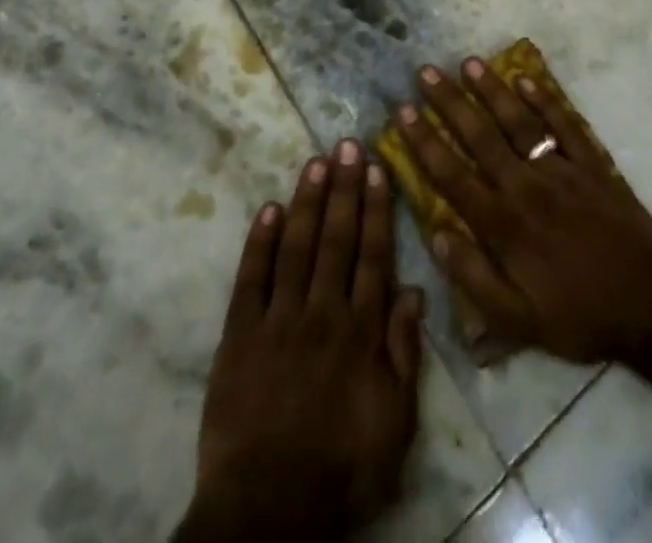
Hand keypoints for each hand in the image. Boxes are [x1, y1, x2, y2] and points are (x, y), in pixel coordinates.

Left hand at [178, 141, 422, 542]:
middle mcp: (322, 313)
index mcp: (360, 332)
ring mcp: (278, 321)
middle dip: (344, 188)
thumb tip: (412, 290)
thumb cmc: (341, 469)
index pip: (372, 255)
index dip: (376, 209)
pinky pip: (250, 280)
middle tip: (348, 145)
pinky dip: (259, 243)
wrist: (266, 514)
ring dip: (307, 201)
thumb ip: (404, 354)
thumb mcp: (396, 424)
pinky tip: (269, 209)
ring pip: (296, 247)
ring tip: (316, 162)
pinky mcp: (239, 336)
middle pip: (336, 239)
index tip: (377, 168)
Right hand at [395, 59, 651, 363]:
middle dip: (449, 103)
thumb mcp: (518, 320)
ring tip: (469, 62)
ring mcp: (560, 169)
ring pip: (518, 122)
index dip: (424, 142)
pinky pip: (564, 125)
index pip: (452, 175)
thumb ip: (473, 277)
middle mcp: (525, 186)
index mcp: (503, 224)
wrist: (650, 303)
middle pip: (480, 137)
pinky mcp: (591, 164)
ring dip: (492, 90)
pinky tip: (526, 79)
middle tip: (425, 72)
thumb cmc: (579, 315)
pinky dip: (545, 100)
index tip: (402, 111)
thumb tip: (437, 235)